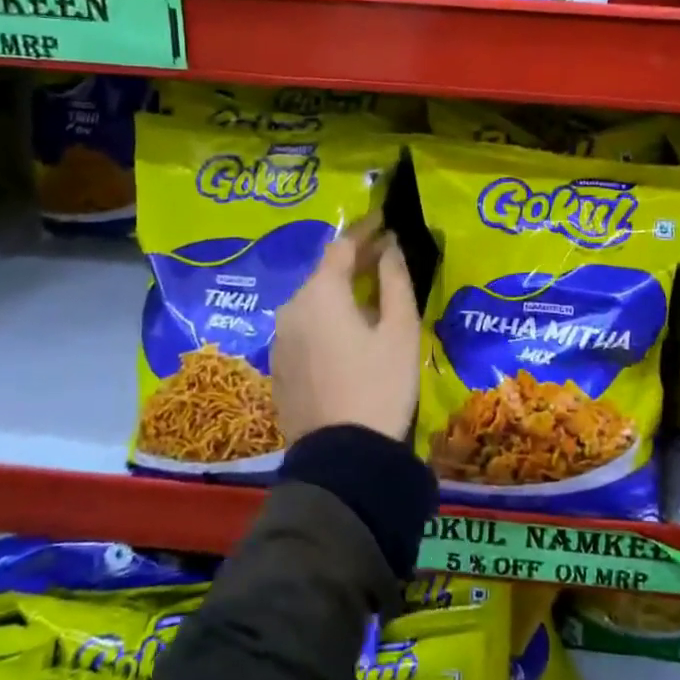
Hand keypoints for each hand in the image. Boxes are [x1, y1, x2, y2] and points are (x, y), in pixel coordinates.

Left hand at [272, 219, 419, 444]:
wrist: (343, 458)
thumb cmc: (380, 385)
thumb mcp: (400, 330)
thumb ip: (395, 281)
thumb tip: (391, 247)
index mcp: (319, 294)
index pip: (342, 247)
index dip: (366, 231)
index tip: (386, 221)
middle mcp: (291, 309)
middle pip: (324, 274)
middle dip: (355, 262)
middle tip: (385, 256)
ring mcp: (280, 340)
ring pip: (313, 302)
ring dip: (340, 292)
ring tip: (370, 294)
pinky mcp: (279, 367)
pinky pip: (305, 328)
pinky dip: (327, 319)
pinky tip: (349, 331)